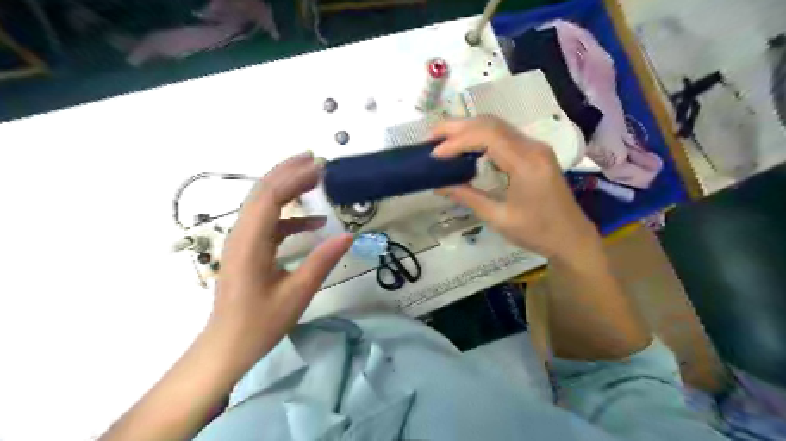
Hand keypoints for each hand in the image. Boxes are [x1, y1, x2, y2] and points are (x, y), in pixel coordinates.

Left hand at [211, 153, 355, 366]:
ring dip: (288, 189)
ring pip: (264, 204)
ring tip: (316, 180)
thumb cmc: (260, 323)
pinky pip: (269, 223)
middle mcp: (242, 235)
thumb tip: (348, 235)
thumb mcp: (297, 293)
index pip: (270, 197)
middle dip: (289, 173)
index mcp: (250, 243)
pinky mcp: (249, 249)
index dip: (294, 177)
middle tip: (317, 161)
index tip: (320, 167)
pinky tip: (313, 222)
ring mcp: (243, 241)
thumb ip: (322, 261)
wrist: (227, 346)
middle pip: (263, 192)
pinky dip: (290, 217)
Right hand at [433, 117, 599, 261]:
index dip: (457, 141)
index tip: (434, 154)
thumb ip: (467, 196)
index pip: (487, 136)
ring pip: (497, 126)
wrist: (571, 237)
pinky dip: (480, 137)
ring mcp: (535, 147)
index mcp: (526, 162)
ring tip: (442, 139)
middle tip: (430, 137)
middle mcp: (532, 147)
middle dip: (457, 126)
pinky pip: (503, 136)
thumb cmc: (537, 232)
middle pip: (490, 123)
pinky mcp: (534, 153)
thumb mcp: (498, 217)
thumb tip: (438, 185)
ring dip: (468, 129)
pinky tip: (466, 147)